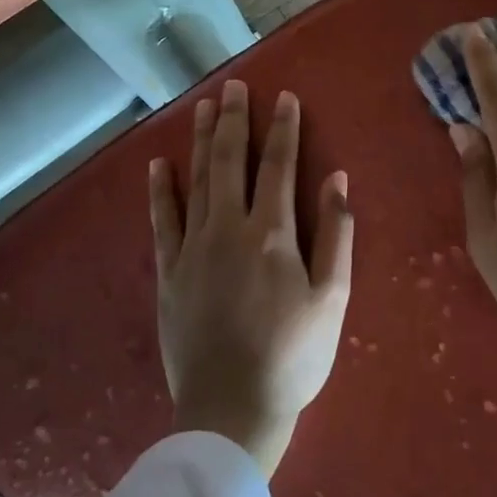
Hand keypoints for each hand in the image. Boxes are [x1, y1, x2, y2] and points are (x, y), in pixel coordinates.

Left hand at [149, 80, 352, 476]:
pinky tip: (159, 164)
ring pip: (197, 180)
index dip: (283, 128)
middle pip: (232, 161)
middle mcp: (229, 228)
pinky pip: (162, 220)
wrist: (231, 410)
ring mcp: (193, 248)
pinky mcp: (168, 272)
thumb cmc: (293, 357)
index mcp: (273, 233)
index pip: (279, 165)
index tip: (283, 96)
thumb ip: (336, 235)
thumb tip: (336, 179)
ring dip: (202, 140)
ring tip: (204, 106)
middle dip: (235, 120)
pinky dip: (161, 189)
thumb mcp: (333, 299)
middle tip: (235, 86)